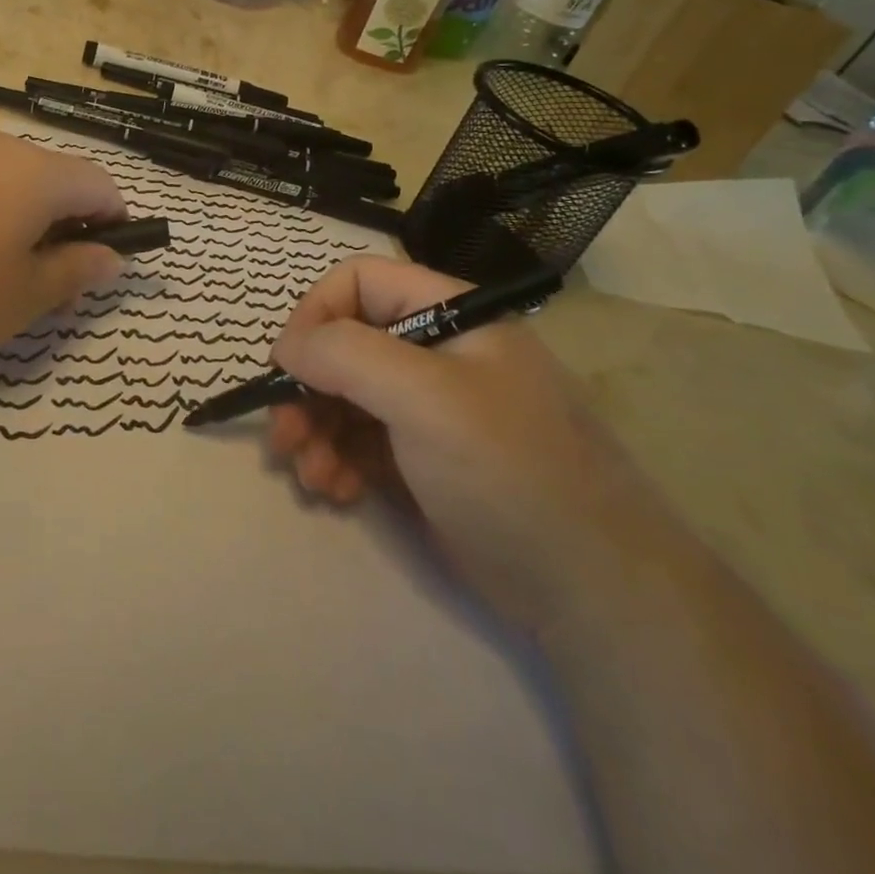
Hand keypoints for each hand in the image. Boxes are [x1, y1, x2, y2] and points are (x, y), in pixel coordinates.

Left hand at [0, 130, 125, 366]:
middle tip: (40, 290)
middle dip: (63, 232)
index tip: (97, 271)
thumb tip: (112, 256)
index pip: (103, 187)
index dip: (115, 227)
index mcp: (38, 174)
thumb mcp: (17, 299)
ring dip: (17, 226)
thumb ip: (73, 275)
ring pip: (7, 185)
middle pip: (55, 182)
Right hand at [267, 257, 646, 633]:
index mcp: (448, 315)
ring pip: (343, 397)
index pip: (359, 282)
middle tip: (283, 437)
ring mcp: (429, 408)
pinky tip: (336, 491)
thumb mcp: (425, 398)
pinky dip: (336, 460)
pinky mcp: (423, 459)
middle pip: (343, 344)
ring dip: (314, 431)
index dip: (315, 315)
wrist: (591, 591)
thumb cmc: (509, 471)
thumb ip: (346, 355)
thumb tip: (287, 347)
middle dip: (306, 389)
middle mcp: (435, 352)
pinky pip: (359, 441)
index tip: (287, 367)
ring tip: (310, 475)